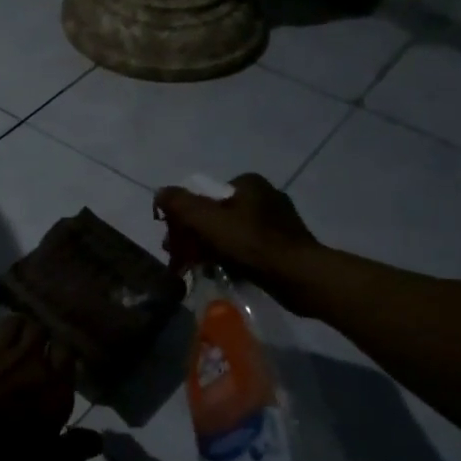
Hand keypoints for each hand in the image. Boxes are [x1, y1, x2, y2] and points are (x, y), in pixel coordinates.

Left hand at [0, 316, 101, 460]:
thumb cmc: (2, 455)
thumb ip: (73, 450)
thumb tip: (98, 440)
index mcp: (54, 385)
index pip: (68, 353)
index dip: (62, 356)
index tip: (57, 366)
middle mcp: (28, 360)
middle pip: (40, 330)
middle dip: (38, 337)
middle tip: (32, 353)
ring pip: (10, 322)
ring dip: (11, 330)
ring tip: (6, 343)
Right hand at [153, 173, 322, 295]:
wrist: (300, 276)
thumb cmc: (252, 244)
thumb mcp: (208, 221)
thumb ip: (180, 204)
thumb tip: (160, 192)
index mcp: (249, 183)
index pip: (206, 195)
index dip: (185, 217)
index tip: (174, 239)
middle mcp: (265, 196)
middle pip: (217, 215)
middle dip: (195, 236)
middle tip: (182, 258)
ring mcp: (278, 222)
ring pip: (231, 234)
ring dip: (211, 249)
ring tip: (198, 269)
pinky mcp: (285, 246)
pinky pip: (248, 249)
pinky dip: (232, 259)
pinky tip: (224, 273)